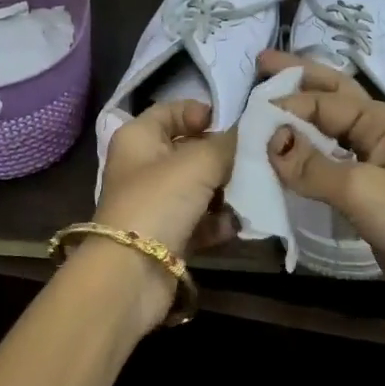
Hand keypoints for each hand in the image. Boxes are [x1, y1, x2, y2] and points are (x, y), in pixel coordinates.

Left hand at [93, 99, 239, 260]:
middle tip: (253, 160)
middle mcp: (143, 166)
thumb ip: (227, 143)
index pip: (171, 111)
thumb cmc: (159, 201)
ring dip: (224, 192)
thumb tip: (246, 133)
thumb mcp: (199, 162)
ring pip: (198, 187)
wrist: (131, 275)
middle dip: (222, 157)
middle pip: (189, 151)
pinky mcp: (166, 236)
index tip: (233, 124)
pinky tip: (235, 226)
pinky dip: (217, 222)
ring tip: (250, 195)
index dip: (201, 113)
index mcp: (138, 137)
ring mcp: (154, 203)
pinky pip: (199, 220)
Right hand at [260, 52, 384, 333]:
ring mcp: (373, 164)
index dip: (286, 105)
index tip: (247, 118)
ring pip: (327, 131)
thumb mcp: (362, 190)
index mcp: (383, 120)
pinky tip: (282, 158)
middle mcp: (378, 133)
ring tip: (263, 107)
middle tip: (260, 62)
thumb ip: (312, 165)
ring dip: (298, 118)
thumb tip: (269, 140)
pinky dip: (303, 158)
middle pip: (331, 96)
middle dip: (298, 79)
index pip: (323, 101)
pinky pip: (327, 166)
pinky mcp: (366, 194)